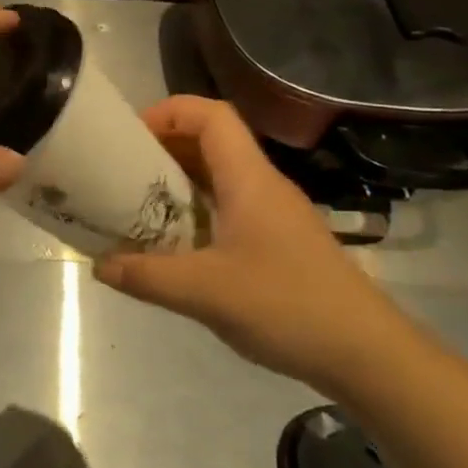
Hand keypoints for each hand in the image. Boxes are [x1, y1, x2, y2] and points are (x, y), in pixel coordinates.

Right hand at [94, 96, 410, 393]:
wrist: (368, 354)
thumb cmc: (287, 307)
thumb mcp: (206, 293)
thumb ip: (147, 276)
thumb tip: (99, 264)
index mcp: (249, 179)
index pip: (211, 116)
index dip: (168, 112)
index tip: (130, 136)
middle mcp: (263, 185)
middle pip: (212, 141)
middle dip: (164, 146)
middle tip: (122, 170)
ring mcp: (275, 213)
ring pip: (220, 175)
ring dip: (179, 180)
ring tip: (139, 203)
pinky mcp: (280, 241)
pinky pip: (230, 206)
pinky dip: (197, 209)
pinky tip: (177, 243)